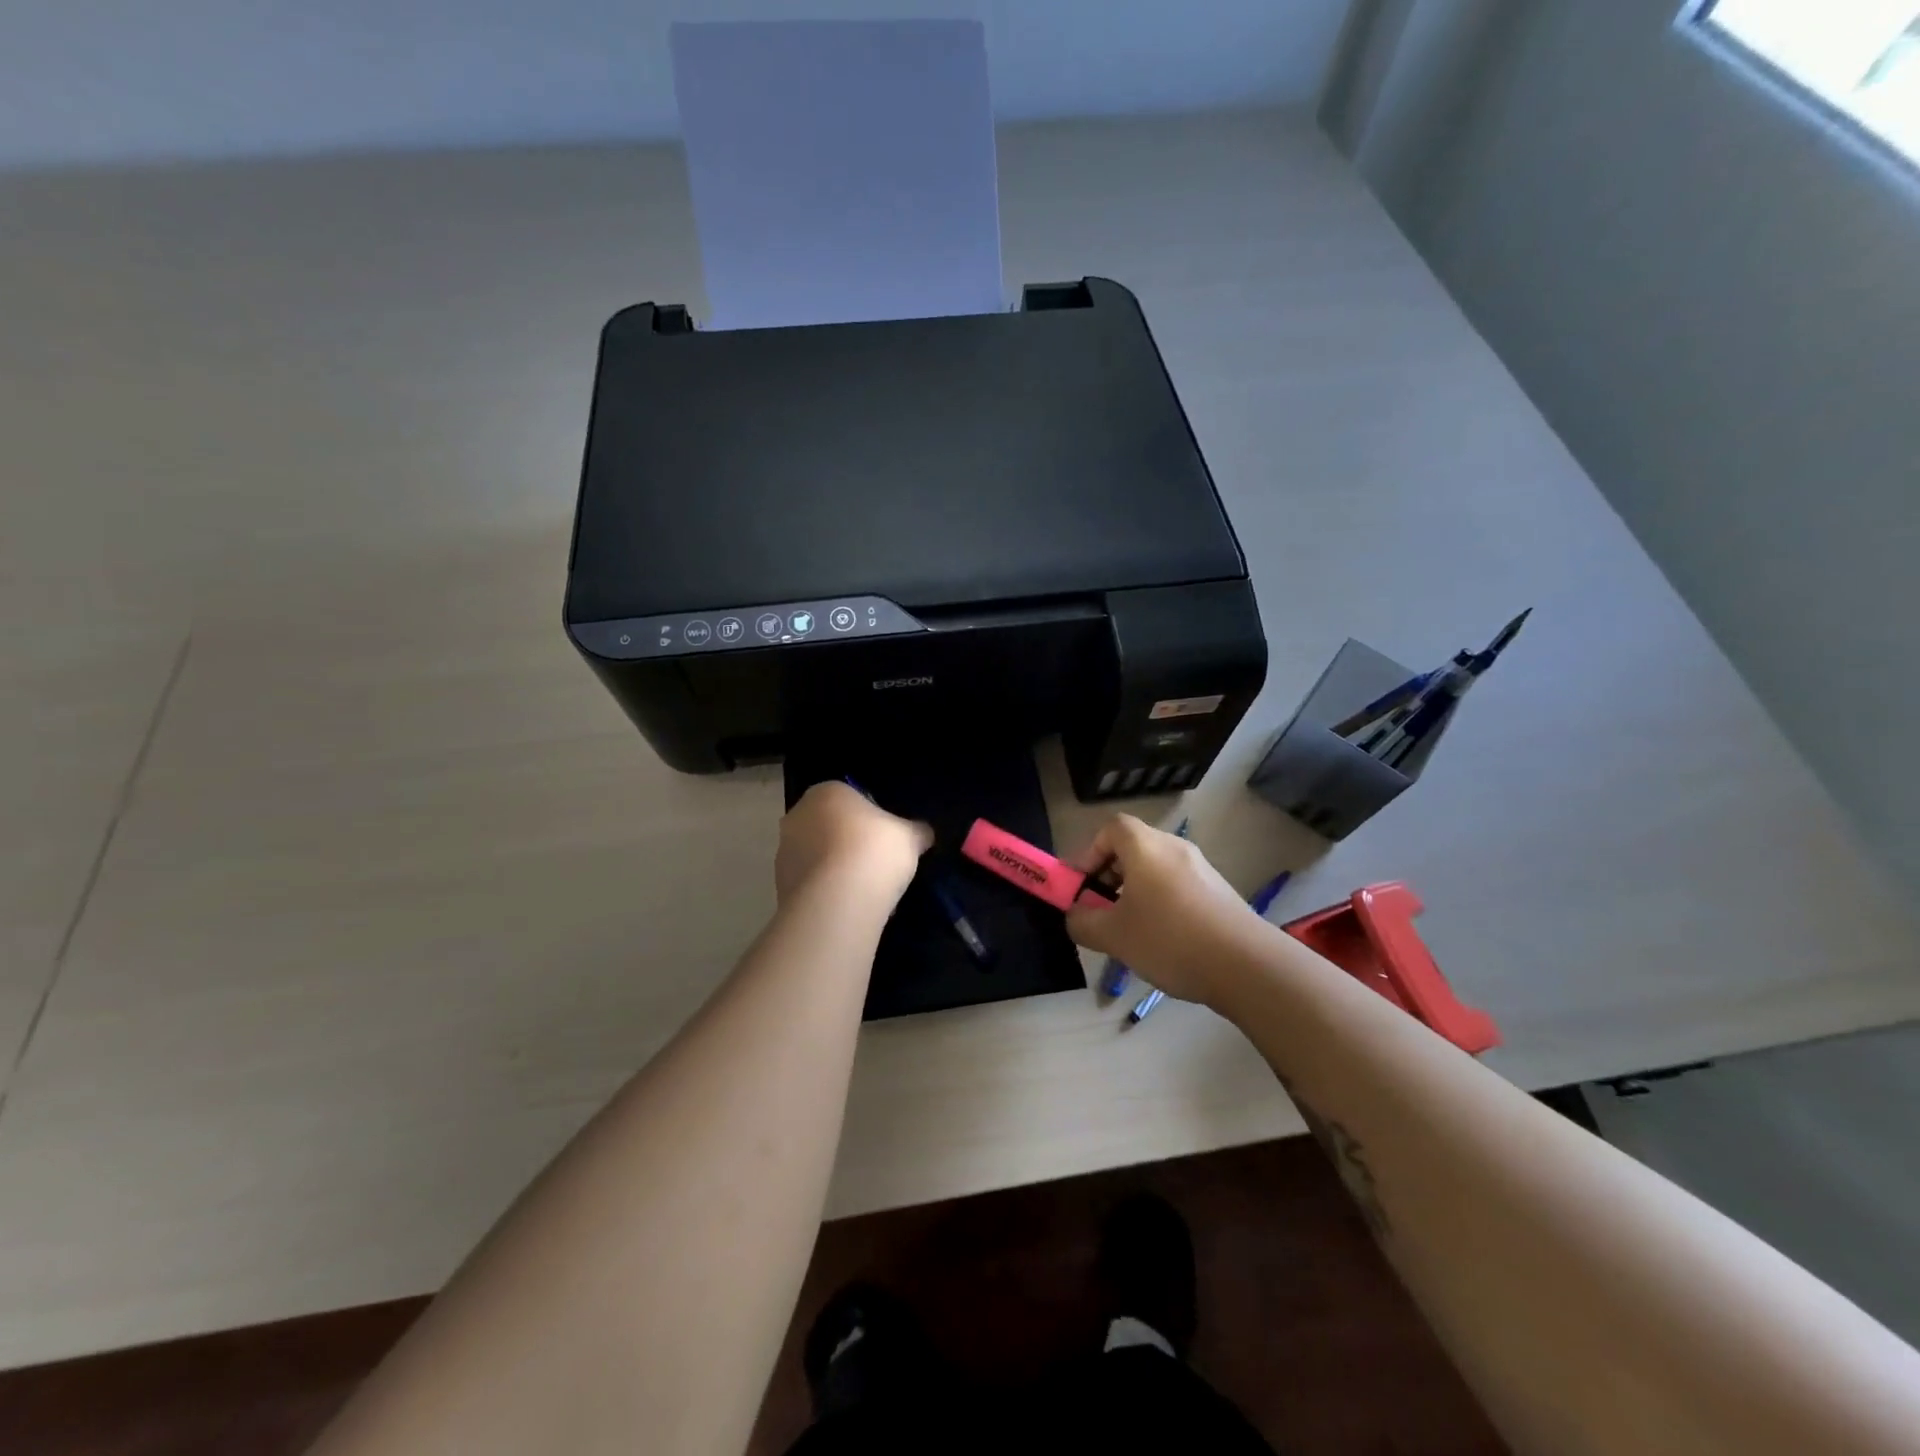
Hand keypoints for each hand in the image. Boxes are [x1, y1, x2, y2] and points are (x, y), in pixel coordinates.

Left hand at [776, 781, 932, 910]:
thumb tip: (924, 833)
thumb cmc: (875, 850)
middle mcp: (798, 816)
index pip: (850, 798)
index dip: (871, 819)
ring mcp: (784, 853)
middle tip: (877, 865)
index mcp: (826, 792)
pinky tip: (851, 908)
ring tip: (867, 893)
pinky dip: (829, 894)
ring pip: (819, 858)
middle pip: (830, 828)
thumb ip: (916, 831)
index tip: (887, 839)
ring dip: (838, 871)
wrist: (838, 900)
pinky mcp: (780, 887)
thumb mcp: (909, 837)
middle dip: (850, 844)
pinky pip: (812, 886)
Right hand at [1065, 815, 1253, 1005]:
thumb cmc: (1169, 939)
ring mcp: (1202, 869)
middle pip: (1132, 848)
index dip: (1089, 852)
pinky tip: (1162, 940)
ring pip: (1155, 870)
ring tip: (1128, 930)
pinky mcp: (1219, 892)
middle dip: (1108, 875)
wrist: (1247, 965)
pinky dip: (1160, 902)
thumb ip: (1082, 922)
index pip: (1110, 828)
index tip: (1080, 885)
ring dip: (1134, 892)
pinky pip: (1177, 886)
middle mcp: (1174, 848)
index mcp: (1145, 847)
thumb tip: (1075, 916)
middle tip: (1099, 909)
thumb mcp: (1113, 936)